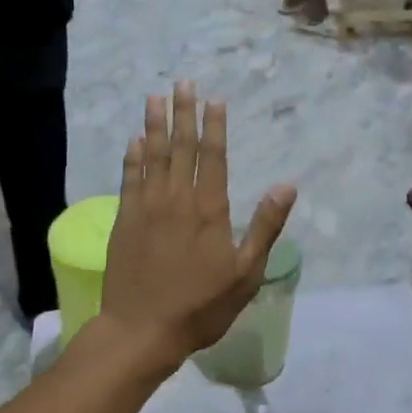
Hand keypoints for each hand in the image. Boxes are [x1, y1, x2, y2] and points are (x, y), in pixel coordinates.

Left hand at [99, 82, 297, 375]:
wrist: (143, 330)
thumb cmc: (201, 305)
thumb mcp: (246, 273)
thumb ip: (265, 226)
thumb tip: (287, 186)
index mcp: (209, 209)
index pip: (213, 157)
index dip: (214, 127)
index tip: (214, 100)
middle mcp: (177, 199)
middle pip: (181, 147)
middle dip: (183, 113)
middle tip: (182, 83)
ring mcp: (147, 207)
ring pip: (152, 156)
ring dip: (155, 125)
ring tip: (155, 97)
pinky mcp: (124, 220)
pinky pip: (129, 179)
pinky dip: (132, 157)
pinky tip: (134, 140)